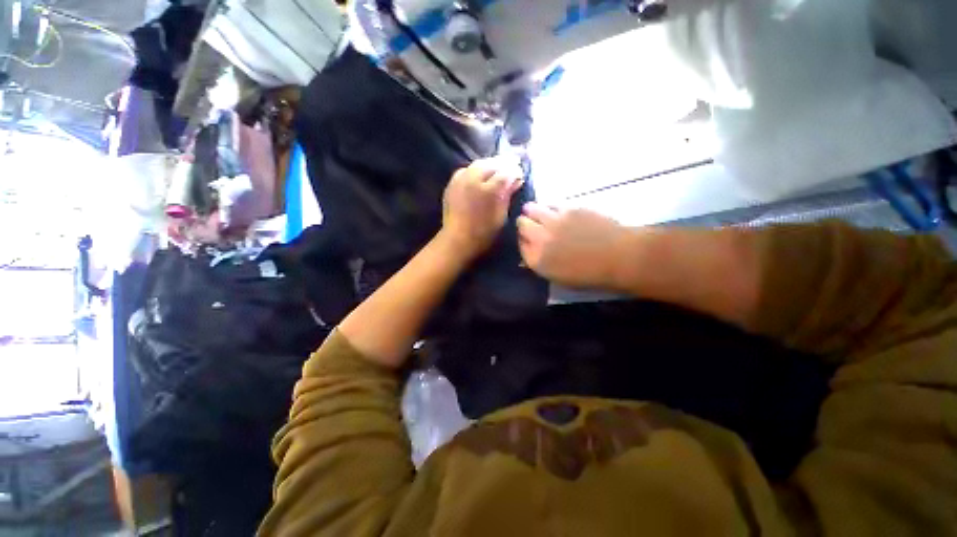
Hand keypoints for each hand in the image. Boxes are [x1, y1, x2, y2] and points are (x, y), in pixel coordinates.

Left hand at [441, 158, 523, 259]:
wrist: (457, 240)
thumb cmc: (483, 233)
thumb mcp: (501, 217)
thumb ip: (508, 195)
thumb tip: (516, 181)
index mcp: (489, 190)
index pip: (506, 172)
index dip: (515, 172)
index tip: (520, 176)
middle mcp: (474, 180)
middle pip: (492, 164)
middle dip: (504, 164)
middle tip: (512, 167)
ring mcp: (461, 179)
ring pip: (479, 163)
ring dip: (490, 164)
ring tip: (497, 169)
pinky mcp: (452, 183)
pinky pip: (466, 169)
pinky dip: (476, 169)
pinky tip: (481, 175)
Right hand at [517, 203, 633, 288]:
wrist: (619, 257)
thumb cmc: (590, 274)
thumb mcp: (558, 277)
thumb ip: (540, 263)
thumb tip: (529, 252)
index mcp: (537, 260)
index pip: (520, 244)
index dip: (524, 240)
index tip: (529, 240)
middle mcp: (540, 238)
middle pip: (522, 224)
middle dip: (525, 224)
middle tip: (533, 226)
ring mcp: (553, 221)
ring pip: (531, 208)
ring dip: (532, 211)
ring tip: (539, 213)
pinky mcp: (568, 208)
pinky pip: (549, 203)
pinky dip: (548, 206)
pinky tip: (555, 210)